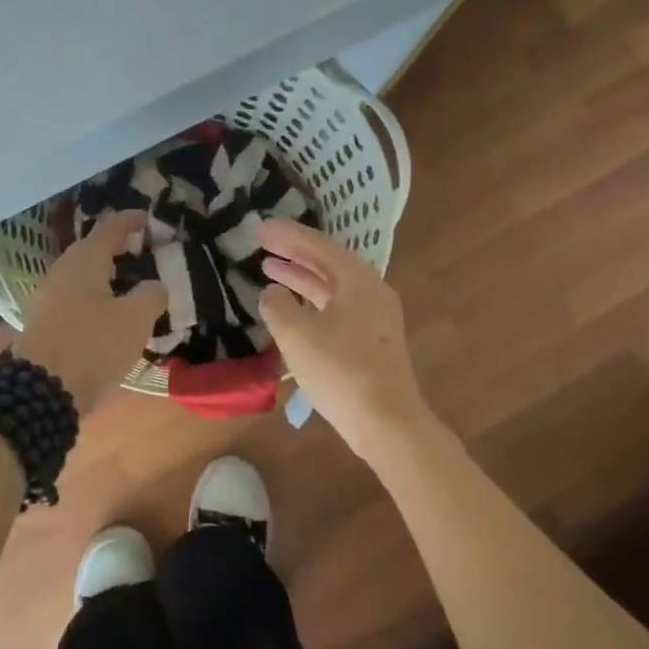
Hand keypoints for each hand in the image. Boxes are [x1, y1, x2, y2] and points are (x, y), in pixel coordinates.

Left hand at [14, 211, 167, 410]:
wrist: (41, 391)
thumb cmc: (93, 344)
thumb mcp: (136, 318)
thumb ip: (152, 295)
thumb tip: (154, 286)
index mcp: (85, 260)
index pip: (111, 227)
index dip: (132, 220)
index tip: (149, 218)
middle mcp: (63, 271)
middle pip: (94, 251)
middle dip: (120, 249)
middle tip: (145, 253)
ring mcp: (49, 298)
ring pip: (84, 277)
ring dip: (108, 277)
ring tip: (134, 287)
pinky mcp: (45, 323)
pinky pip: (77, 300)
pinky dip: (97, 299)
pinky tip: (112, 315)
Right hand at [257, 219, 432, 460]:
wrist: (387, 421)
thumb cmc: (340, 371)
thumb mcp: (297, 335)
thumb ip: (278, 306)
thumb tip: (272, 292)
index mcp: (357, 279)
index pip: (318, 246)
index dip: (287, 235)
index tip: (260, 228)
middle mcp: (372, 290)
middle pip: (328, 263)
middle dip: (294, 253)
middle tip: (263, 244)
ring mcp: (376, 316)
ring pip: (333, 287)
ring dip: (302, 278)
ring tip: (270, 271)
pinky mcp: (374, 340)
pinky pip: (339, 307)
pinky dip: (314, 301)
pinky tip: (295, 309)